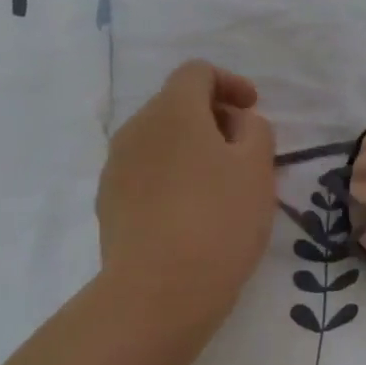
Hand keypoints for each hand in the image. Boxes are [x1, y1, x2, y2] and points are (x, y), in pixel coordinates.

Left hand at [96, 60, 276, 329]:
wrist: (156, 292)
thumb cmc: (217, 219)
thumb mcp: (257, 168)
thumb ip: (254, 130)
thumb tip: (236, 123)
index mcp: (172, 110)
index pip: (197, 72)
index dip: (230, 82)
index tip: (253, 109)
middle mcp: (136, 129)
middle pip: (177, 105)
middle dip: (214, 119)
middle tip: (245, 152)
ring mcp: (116, 167)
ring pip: (160, 141)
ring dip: (192, 150)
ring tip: (222, 187)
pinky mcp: (108, 203)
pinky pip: (146, 173)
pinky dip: (172, 177)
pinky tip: (192, 214)